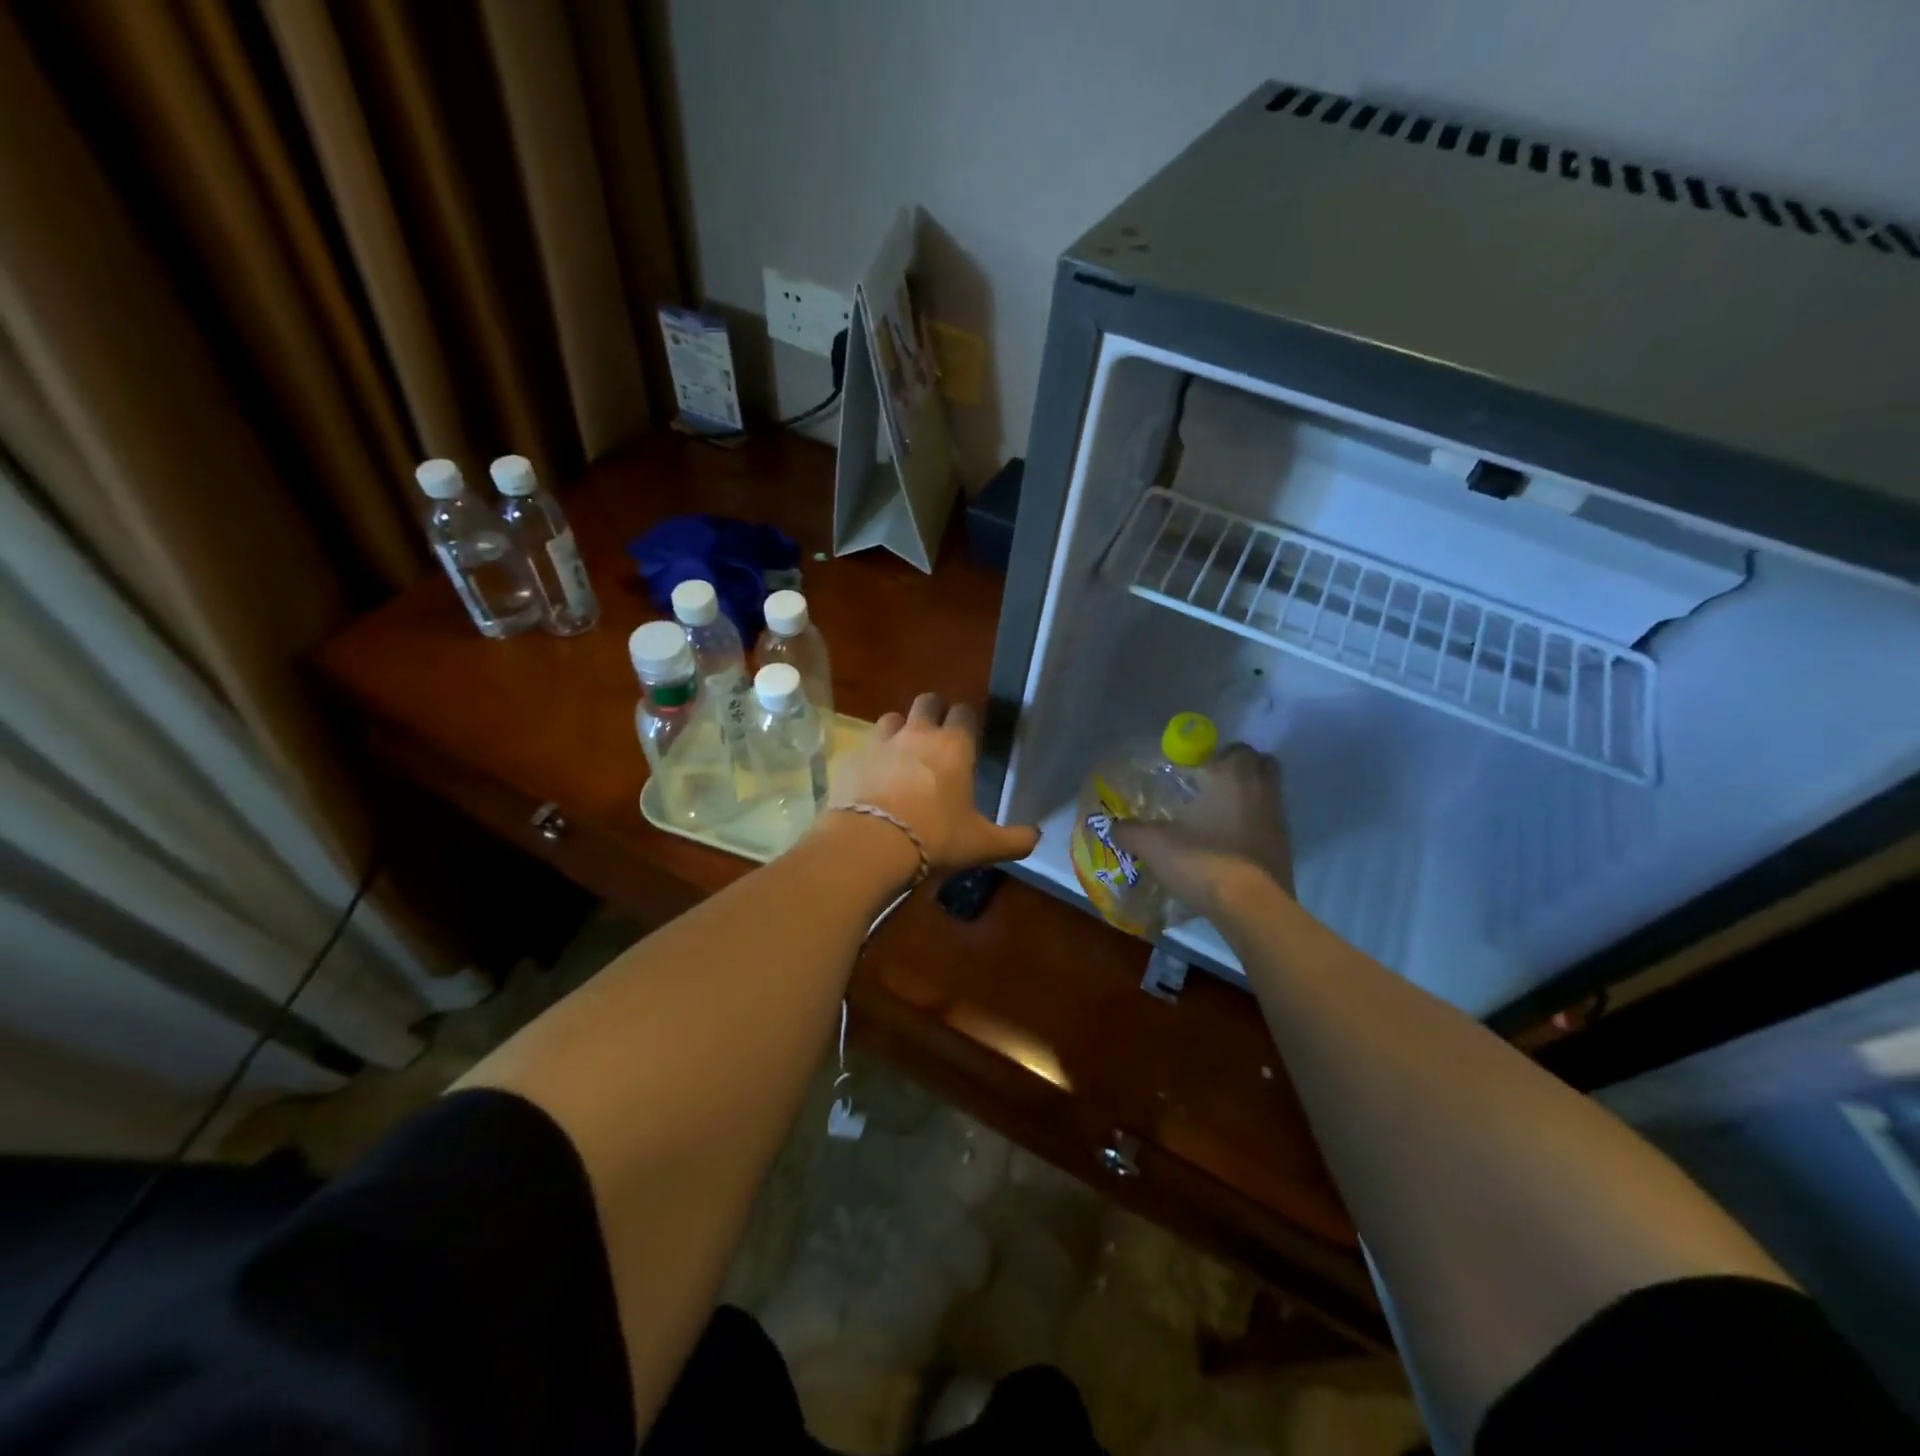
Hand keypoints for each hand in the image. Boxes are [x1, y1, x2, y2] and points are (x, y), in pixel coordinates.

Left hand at [828, 693, 1040, 872]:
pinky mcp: (851, 758)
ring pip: (892, 718)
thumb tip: (1036, 835)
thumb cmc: (935, 838)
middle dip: (933, 711)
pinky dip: (871, 758)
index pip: (964, 712)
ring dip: (900, 730)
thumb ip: (1014, 839)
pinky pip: (863, 748)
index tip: (968, 734)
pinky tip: (872, 779)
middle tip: (937, 735)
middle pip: (927, 701)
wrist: (871, 844)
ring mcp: (880, 742)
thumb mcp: (982, 845)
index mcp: (954, 745)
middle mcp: (918, 733)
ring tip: (902, 754)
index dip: (967, 719)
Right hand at [1112, 743, 1292, 916]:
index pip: (1238, 750)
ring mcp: (1279, 823)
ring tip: (1218, 819)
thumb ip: (1131, 832)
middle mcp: (1263, 793)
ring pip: (1268, 798)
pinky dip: (1254, 831)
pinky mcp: (1285, 852)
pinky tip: (1229, 847)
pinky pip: (1269, 829)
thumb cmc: (1202, 860)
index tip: (1201, 769)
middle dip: (1242, 772)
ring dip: (1249, 802)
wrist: (1249, 907)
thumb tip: (1114, 827)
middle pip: (1263, 767)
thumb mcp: (1153, 845)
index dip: (1222, 756)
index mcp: (1234, 778)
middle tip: (1214, 787)